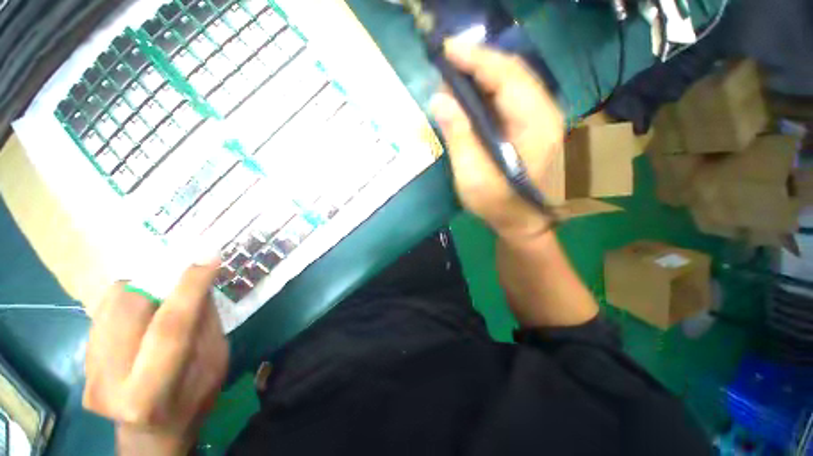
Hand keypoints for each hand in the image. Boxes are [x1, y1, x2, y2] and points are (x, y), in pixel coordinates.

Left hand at [83, 260, 228, 455]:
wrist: (150, 433)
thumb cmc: (193, 400)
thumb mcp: (215, 362)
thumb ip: (204, 323)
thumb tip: (199, 283)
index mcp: (150, 392)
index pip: (169, 328)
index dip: (190, 288)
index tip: (208, 259)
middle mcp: (109, 380)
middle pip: (128, 308)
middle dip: (160, 281)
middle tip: (183, 276)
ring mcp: (88, 370)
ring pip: (111, 302)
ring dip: (144, 288)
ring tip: (165, 295)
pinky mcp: (82, 360)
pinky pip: (103, 310)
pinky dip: (128, 298)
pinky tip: (144, 310)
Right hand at [431, 39, 564, 239]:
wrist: (525, 222)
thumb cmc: (499, 205)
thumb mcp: (473, 176)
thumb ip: (458, 136)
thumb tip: (439, 99)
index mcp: (535, 126)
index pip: (506, 76)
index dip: (475, 58)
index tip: (447, 49)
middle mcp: (546, 113)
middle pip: (514, 71)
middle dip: (478, 61)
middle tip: (447, 62)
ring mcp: (544, 118)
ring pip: (515, 80)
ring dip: (484, 73)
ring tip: (455, 74)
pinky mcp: (536, 125)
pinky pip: (514, 95)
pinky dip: (491, 88)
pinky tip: (472, 93)